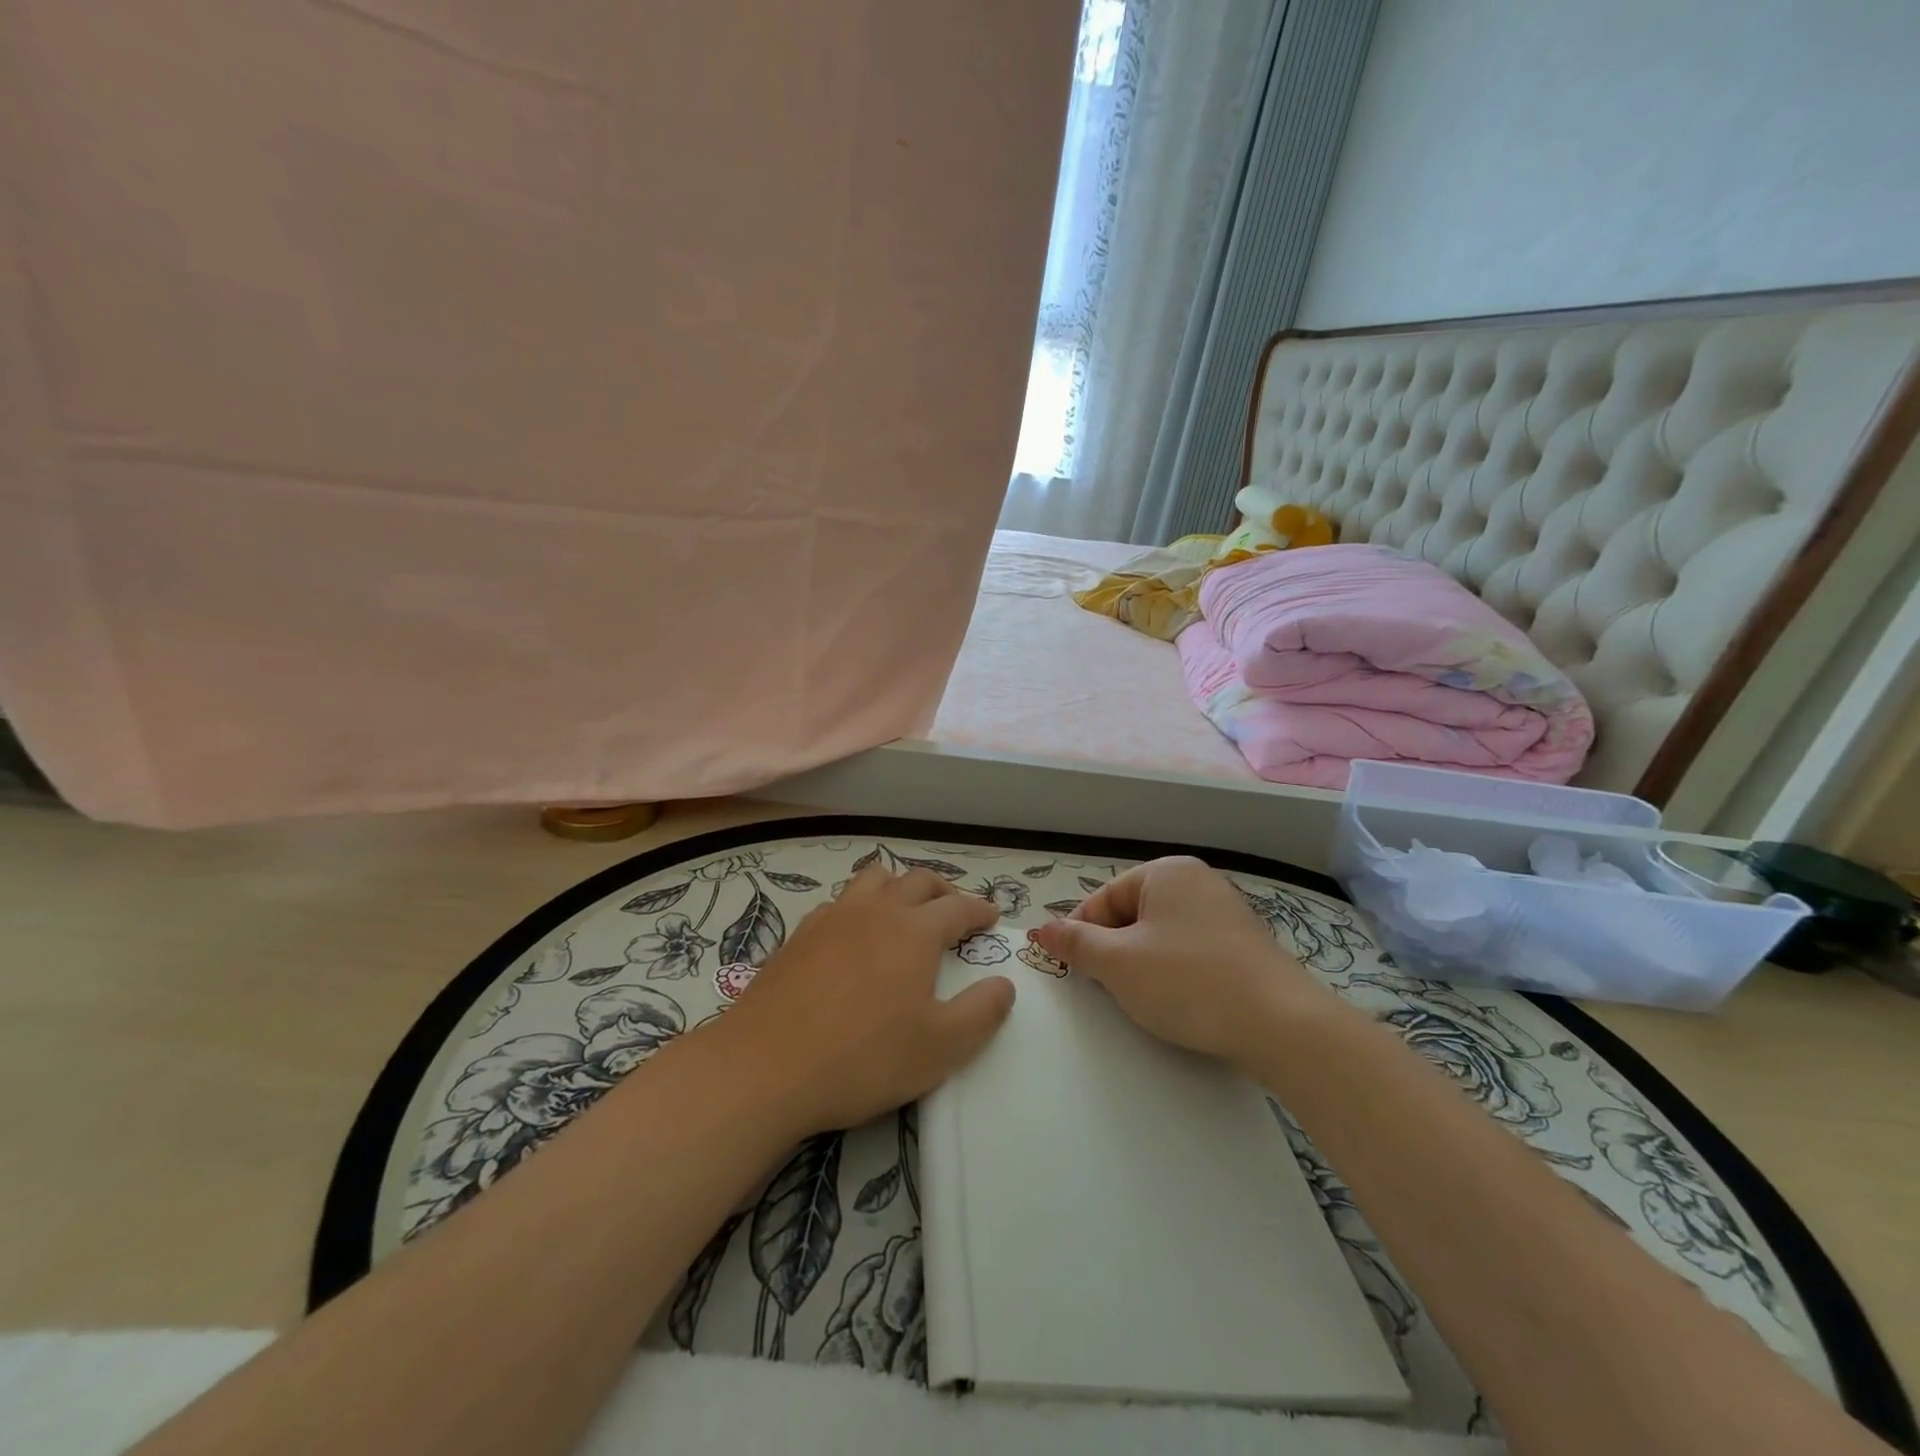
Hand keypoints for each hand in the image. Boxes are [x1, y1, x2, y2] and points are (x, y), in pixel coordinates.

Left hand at [702, 864, 1015, 1136]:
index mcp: (914, 931)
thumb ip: (981, 1013)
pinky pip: (839, 902)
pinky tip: (853, 935)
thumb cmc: (863, 1057)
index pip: (958, 906)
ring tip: (905, 909)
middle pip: (916, 880)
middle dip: (943, 890)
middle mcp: (875, 911)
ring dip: (897, 886)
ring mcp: (832, 918)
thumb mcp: (940, 1047)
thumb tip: (1004, 984)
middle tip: (956, 909)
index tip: (992, 916)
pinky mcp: (799, 935)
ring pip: (873, 879)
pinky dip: (859, 906)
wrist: (764, 1067)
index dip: (979, 909)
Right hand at [1027, 856, 1329, 1065]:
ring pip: (1162, 936)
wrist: (1280, 1024)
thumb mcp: (1118, 963)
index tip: (1072, 968)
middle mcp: (1198, 882)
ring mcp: (1227, 914)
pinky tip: (1179, 1002)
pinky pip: (1193, 952)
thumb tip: (1042, 929)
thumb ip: (1075, 943)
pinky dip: (1176, 974)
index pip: (1105, 897)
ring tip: (1143, 998)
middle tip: (1107, 988)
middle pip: (1133, 915)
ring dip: (1142, 965)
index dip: (1082, 933)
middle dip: (1114, 950)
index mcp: (1167, 873)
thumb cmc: (1187, 981)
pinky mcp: (1245, 948)